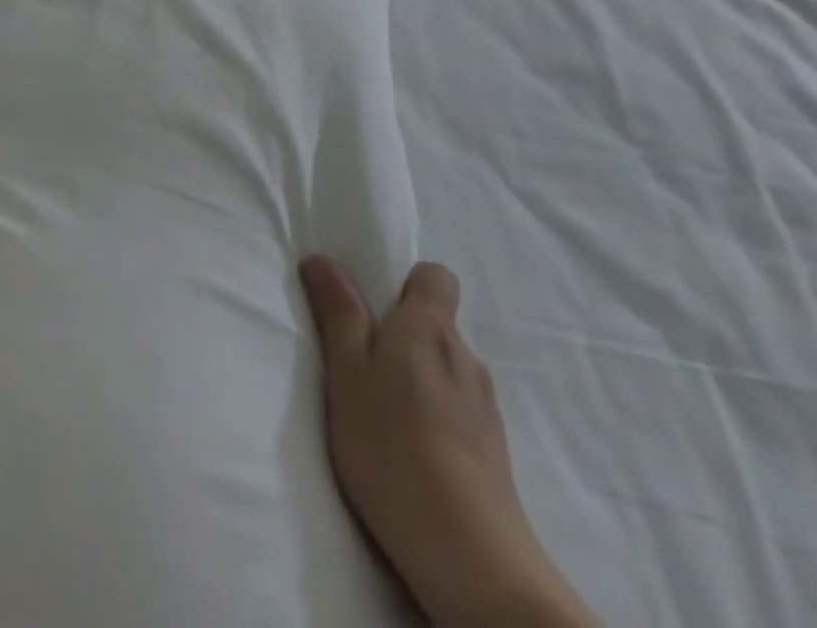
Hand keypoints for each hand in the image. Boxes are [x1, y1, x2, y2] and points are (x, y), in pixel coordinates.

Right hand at [300, 257, 597, 627]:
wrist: (471, 557)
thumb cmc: (393, 447)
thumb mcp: (347, 373)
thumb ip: (338, 313)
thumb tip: (322, 259)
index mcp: (430, 326)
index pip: (436, 276)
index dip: (404, 284)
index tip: (374, 311)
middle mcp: (465, 355)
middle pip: (435, 323)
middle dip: (401, 335)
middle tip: (362, 369)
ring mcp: (485, 405)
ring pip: (444, 369)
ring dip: (416, 379)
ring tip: (383, 418)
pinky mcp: (494, 450)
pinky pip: (458, 409)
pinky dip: (435, 416)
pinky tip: (411, 453)